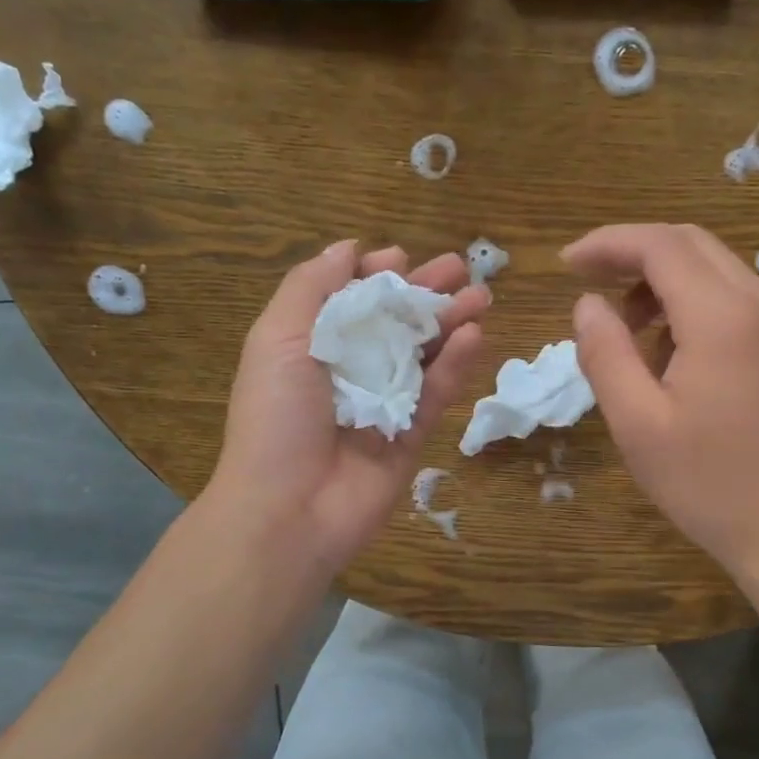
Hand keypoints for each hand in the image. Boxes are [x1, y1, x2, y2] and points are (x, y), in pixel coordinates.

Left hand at [207, 241, 487, 574]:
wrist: (290, 510)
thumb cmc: (277, 418)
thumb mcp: (278, 338)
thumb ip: (311, 288)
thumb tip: (347, 248)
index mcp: (310, 347)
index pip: (349, 301)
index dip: (375, 276)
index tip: (402, 257)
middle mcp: (348, 372)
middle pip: (392, 324)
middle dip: (425, 294)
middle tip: (462, 269)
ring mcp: (382, 405)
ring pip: (422, 355)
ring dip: (450, 323)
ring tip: (482, 296)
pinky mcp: (411, 436)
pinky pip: (436, 394)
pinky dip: (456, 365)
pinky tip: (475, 335)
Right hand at [563, 223, 758, 577]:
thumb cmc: (706, 484)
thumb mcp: (637, 424)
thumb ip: (605, 354)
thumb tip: (587, 303)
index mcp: (724, 320)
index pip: (661, 246)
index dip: (608, 244)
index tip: (566, 264)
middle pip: (692, 245)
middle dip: (634, 254)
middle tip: (588, 284)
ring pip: (717, 269)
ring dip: (664, 281)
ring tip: (627, 331)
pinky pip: (737, 299)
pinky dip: (694, 304)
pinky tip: (671, 351)